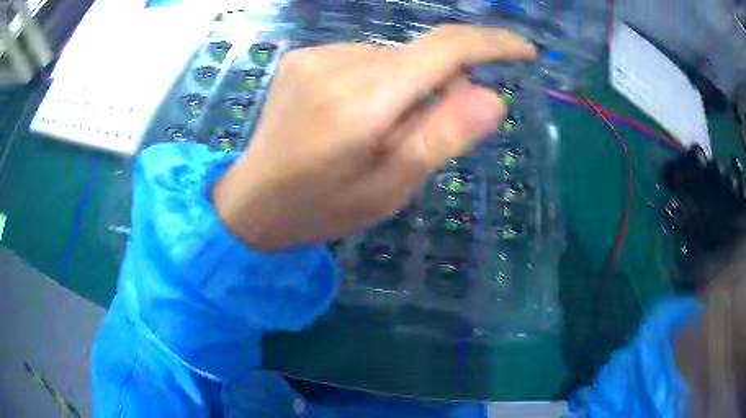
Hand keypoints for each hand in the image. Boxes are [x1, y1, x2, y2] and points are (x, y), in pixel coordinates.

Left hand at [213, 25, 535, 250]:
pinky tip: (347, 115)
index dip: (491, 44)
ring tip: (372, 132)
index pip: (444, 50)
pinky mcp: (301, 58)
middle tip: (415, 136)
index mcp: (363, 102)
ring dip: (402, 88)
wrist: (251, 202)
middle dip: (438, 88)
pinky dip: (373, 82)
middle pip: (418, 57)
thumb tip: (492, 98)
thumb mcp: (390, 188)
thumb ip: (441, 137)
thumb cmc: (321, 208)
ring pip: (390, 59)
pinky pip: (360, 59)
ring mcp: (314, 55)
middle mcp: (338, 64)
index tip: (523, 50)